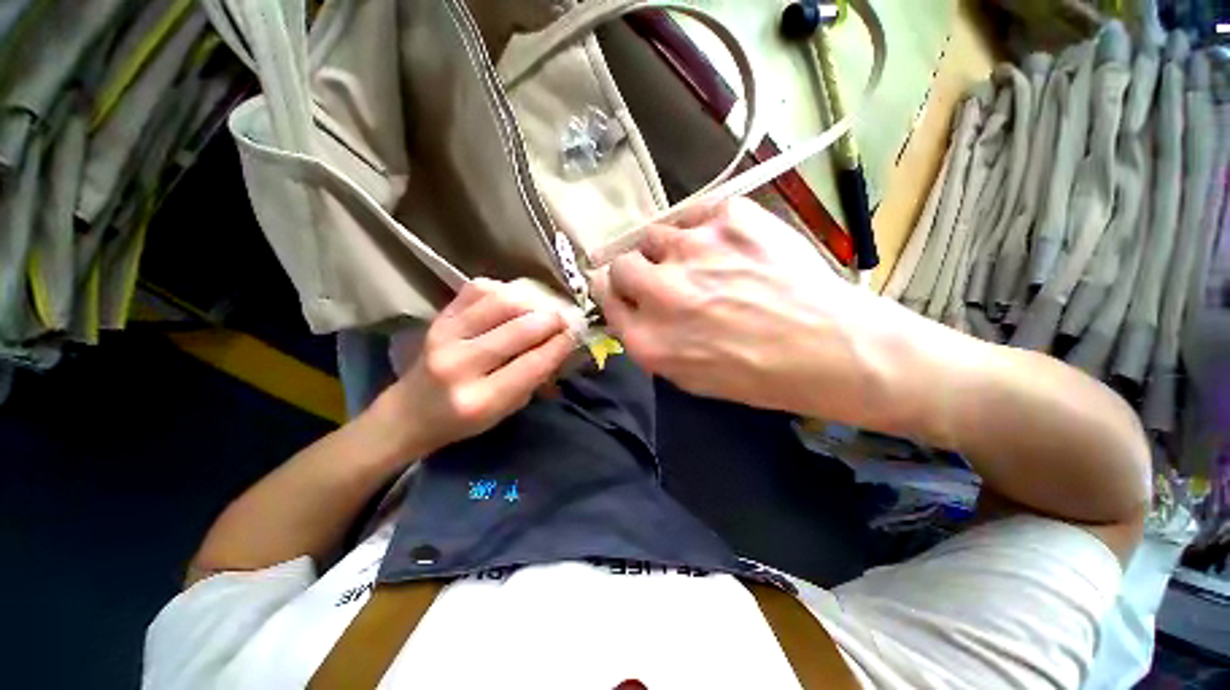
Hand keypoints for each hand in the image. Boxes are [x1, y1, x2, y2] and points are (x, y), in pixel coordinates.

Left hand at [378, 279, 576, 456]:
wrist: (410, 411)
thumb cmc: (465, 419)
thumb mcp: (506, 410)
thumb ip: (535, 378)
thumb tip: (563, 343)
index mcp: (480, 400)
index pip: (532, 364)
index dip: (560, 344)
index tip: (577, 333)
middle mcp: (459, 365)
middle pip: (519, 329)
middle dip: (552, 319)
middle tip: (567, 318)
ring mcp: (444, 335)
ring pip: (500, 303)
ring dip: (531, 301)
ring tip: (544, 307)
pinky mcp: (438, 317)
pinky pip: (478, 290)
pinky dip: (504, 289)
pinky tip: (515, 300)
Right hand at [594, 197, 896, 419]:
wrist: (830, 347)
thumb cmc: (758, 374)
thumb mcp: (690, 378)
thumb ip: (651, 342)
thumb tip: (633, 311)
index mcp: (650, 340)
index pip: (607, 297)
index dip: (618, 293)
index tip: (629, 292)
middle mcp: (662, 293)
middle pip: (622, 263)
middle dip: (636, 271)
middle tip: (663, 277)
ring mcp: (694, 250)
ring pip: (655, 234)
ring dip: (670, 249)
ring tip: (702, 260)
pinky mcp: (729, 218)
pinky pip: (695, 214)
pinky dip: (703, 228)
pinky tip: (728, 246)